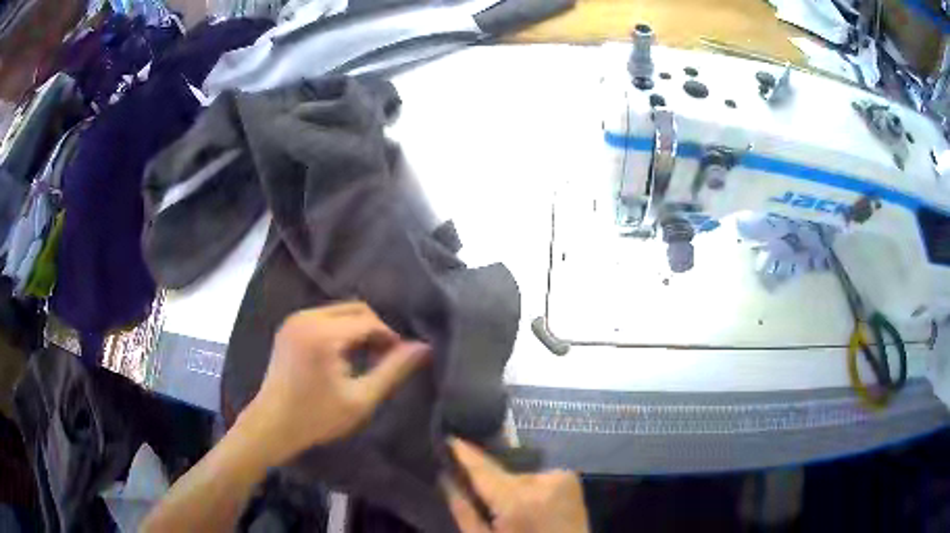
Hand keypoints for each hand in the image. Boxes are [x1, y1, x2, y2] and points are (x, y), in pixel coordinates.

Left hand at [238, 301, 428, 464]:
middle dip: (375, 330)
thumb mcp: (361, 399)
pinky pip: (324, 317)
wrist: (272, 425)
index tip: (402, 358)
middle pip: (355, 309)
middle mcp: (306, 317)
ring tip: (368, 357)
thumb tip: (424, 348)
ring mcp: (294, 320)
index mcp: (322, 333)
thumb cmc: (317, 417)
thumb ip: (393, 371)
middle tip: (387, 357)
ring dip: (359, 329)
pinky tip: (345, 354)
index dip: (390, 337)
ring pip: (340, 312)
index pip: (369, 321)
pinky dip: (341, 330)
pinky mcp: (289, 327)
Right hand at [447, 438, 588, 532]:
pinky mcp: (571, 479)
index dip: (463, 453)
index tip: (447, 437)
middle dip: (489, 481)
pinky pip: (537, 477)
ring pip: (519, 475)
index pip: (483, 469)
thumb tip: (446, 477)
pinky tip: (532, 507)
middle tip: (478, 495)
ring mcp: (562, 476)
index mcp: (518, 499)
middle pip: (502, 473)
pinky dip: (529, 488)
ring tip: (509, 509)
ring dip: (510, 486)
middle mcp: (542, 480)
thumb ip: (463, 510)